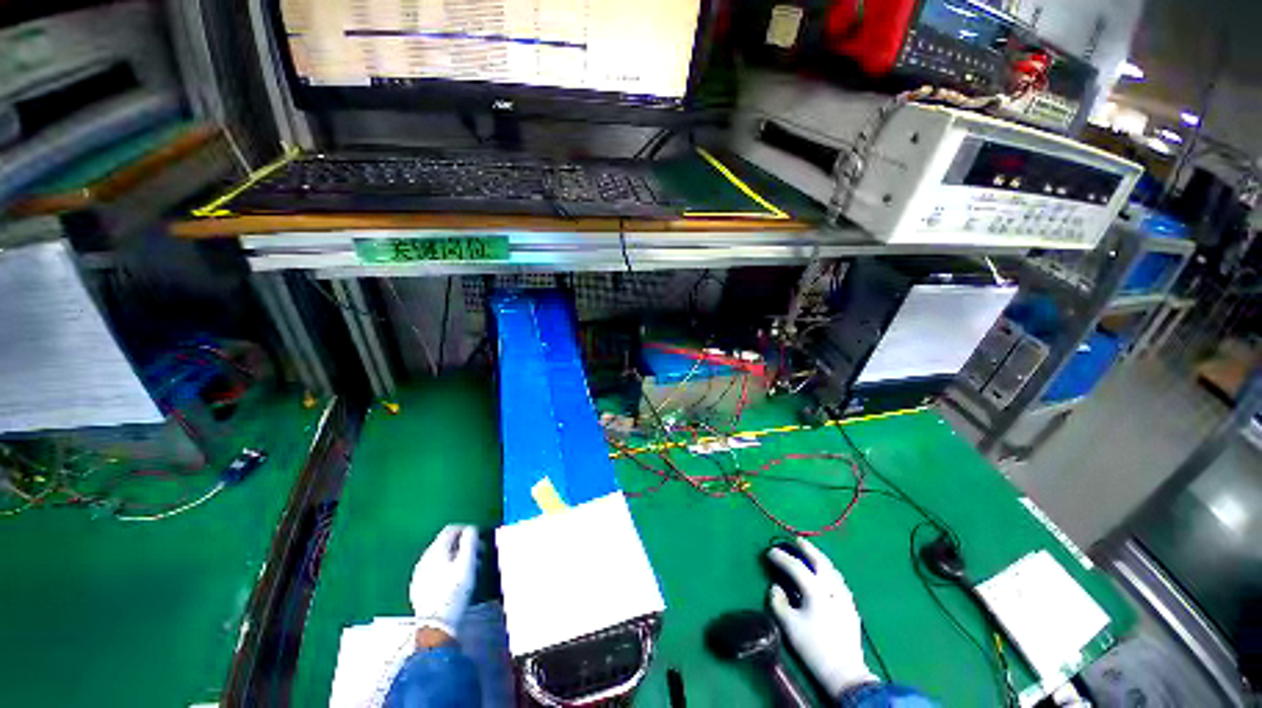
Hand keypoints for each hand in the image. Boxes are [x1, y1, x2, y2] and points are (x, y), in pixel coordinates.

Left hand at [409, 524, 479, 637]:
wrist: (436, 625)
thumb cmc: (454, 591)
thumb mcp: (467, 563)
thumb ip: (470, 541)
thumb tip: (471, 528)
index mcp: (436, 550)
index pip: (451, 529)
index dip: (466, 529)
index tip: (478, 537)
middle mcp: (424, 558)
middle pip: (445, 542)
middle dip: (463, 544)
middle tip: (478, 553)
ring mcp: (419, 573)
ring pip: (440, 556)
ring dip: (456, 557)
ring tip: (469, 568)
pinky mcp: (418, 587)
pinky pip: (434, 569)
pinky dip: (446, 568)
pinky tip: (454, 580)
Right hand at [767, 538, 876, 696]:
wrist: (845, 673)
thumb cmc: (813, 647)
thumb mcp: (789, 626)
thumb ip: (778, 602)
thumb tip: (776, 587)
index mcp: (816, 591)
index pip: (796, 567)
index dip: (781, 558)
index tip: (770, 552)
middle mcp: (832, 589)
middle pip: (820, 562)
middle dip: (807, 549)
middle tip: (797, 540)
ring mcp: (844, 597)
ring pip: (832, 570)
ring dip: (820, 558)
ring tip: (811, 553)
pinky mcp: (851, 607)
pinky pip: (839, 581)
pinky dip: (829, 571)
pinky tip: (827, 575)